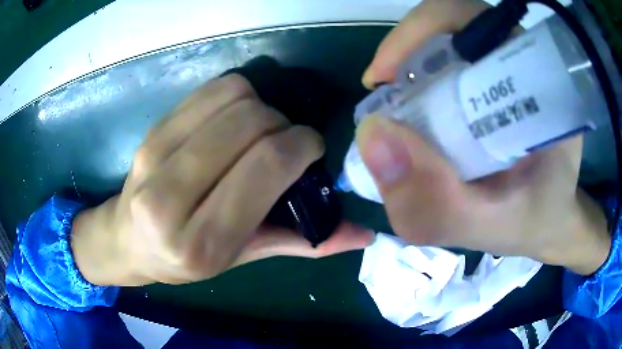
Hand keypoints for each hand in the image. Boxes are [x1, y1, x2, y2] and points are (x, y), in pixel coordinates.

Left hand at [71, 75, 372, 285]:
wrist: (127, 240)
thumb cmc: (184, 260)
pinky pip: (209, 90)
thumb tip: (363, 234)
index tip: (312, 148)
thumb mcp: (241, 259)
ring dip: (261, 106)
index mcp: (201, 241)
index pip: (266, 165)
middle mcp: (170, 197)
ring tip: (258, 131)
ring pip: (231, 98)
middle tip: (284, 142)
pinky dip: (236, 96)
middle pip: (250, 124)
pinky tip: (233, 120)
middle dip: (283, 124)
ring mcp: (154, 156)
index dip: (302, 144)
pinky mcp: (151, 132)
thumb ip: (302, 244)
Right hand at [357, 0, 610, 274]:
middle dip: (409, 51)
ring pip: (448, 38)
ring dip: (412, 64)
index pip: (472, 20)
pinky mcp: (498, 80)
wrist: (551, 218)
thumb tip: (372, 137)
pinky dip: (422, 76)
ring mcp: (510, 68)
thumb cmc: (531, 221)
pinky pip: (451, 58)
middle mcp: (522, 62)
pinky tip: (417, 110)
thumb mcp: (484, 228)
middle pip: (453, 24)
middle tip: (385, 98)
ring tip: (397, 108)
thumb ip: (435, 204)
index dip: (420, 33)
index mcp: (536, 80)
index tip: (385, 80)